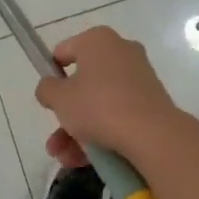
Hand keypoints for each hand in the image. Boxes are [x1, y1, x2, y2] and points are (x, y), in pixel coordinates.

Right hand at [34, 26, 185, 165]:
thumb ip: (46, 89)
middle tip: (55, 138)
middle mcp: (121, 51)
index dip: (51, 76)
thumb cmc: (98, 106)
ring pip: (99, 103)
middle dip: (66, 114)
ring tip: (65, 157)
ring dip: (79, 131)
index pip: (63, 52)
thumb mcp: (59, 98)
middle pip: (83, 82)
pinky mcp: (151, 101)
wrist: (152, 134)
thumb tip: (50, 88)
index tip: (49, 99)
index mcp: (97, 39)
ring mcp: (139, 77)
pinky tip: (87, 159)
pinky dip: (102, 133)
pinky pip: (118, 114)